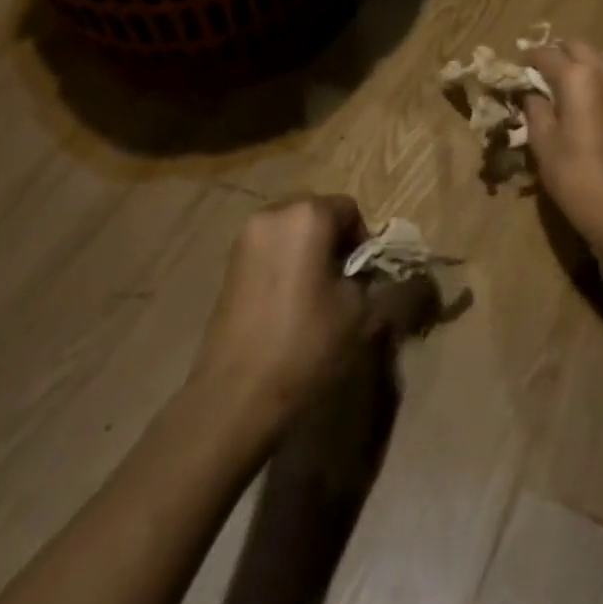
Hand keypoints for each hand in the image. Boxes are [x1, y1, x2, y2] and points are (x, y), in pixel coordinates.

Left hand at [191, 196, 376, 432]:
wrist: (238, 394)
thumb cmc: (306, 344)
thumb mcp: (359, 311)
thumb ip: (373, 277)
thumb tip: (372, 270)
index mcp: (308, 216)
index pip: (350, 210)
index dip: (363, 241)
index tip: (366, 277)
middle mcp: (273, 214)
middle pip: (317, 213)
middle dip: (334, 240)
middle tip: (343, 282)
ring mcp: (245, 238)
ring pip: (291, 229)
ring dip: (308, 250)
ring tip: (315, 293)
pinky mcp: (229, 263)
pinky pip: (269, 248)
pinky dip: (285, 262)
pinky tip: (288, 301)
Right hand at [521, 41, 602, 255]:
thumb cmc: (572, 171)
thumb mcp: (541, 139)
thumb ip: (534, 108)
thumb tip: (531, 94)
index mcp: (576, 77)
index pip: (546, 54)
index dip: (527, 59)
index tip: (514, 70)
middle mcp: (601, 73)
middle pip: (576, 46)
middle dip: (555, 53)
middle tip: (535, 72)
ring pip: (596, 57)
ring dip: (576, 61)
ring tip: (557, 82)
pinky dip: (591, 75)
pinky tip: (577, 98)